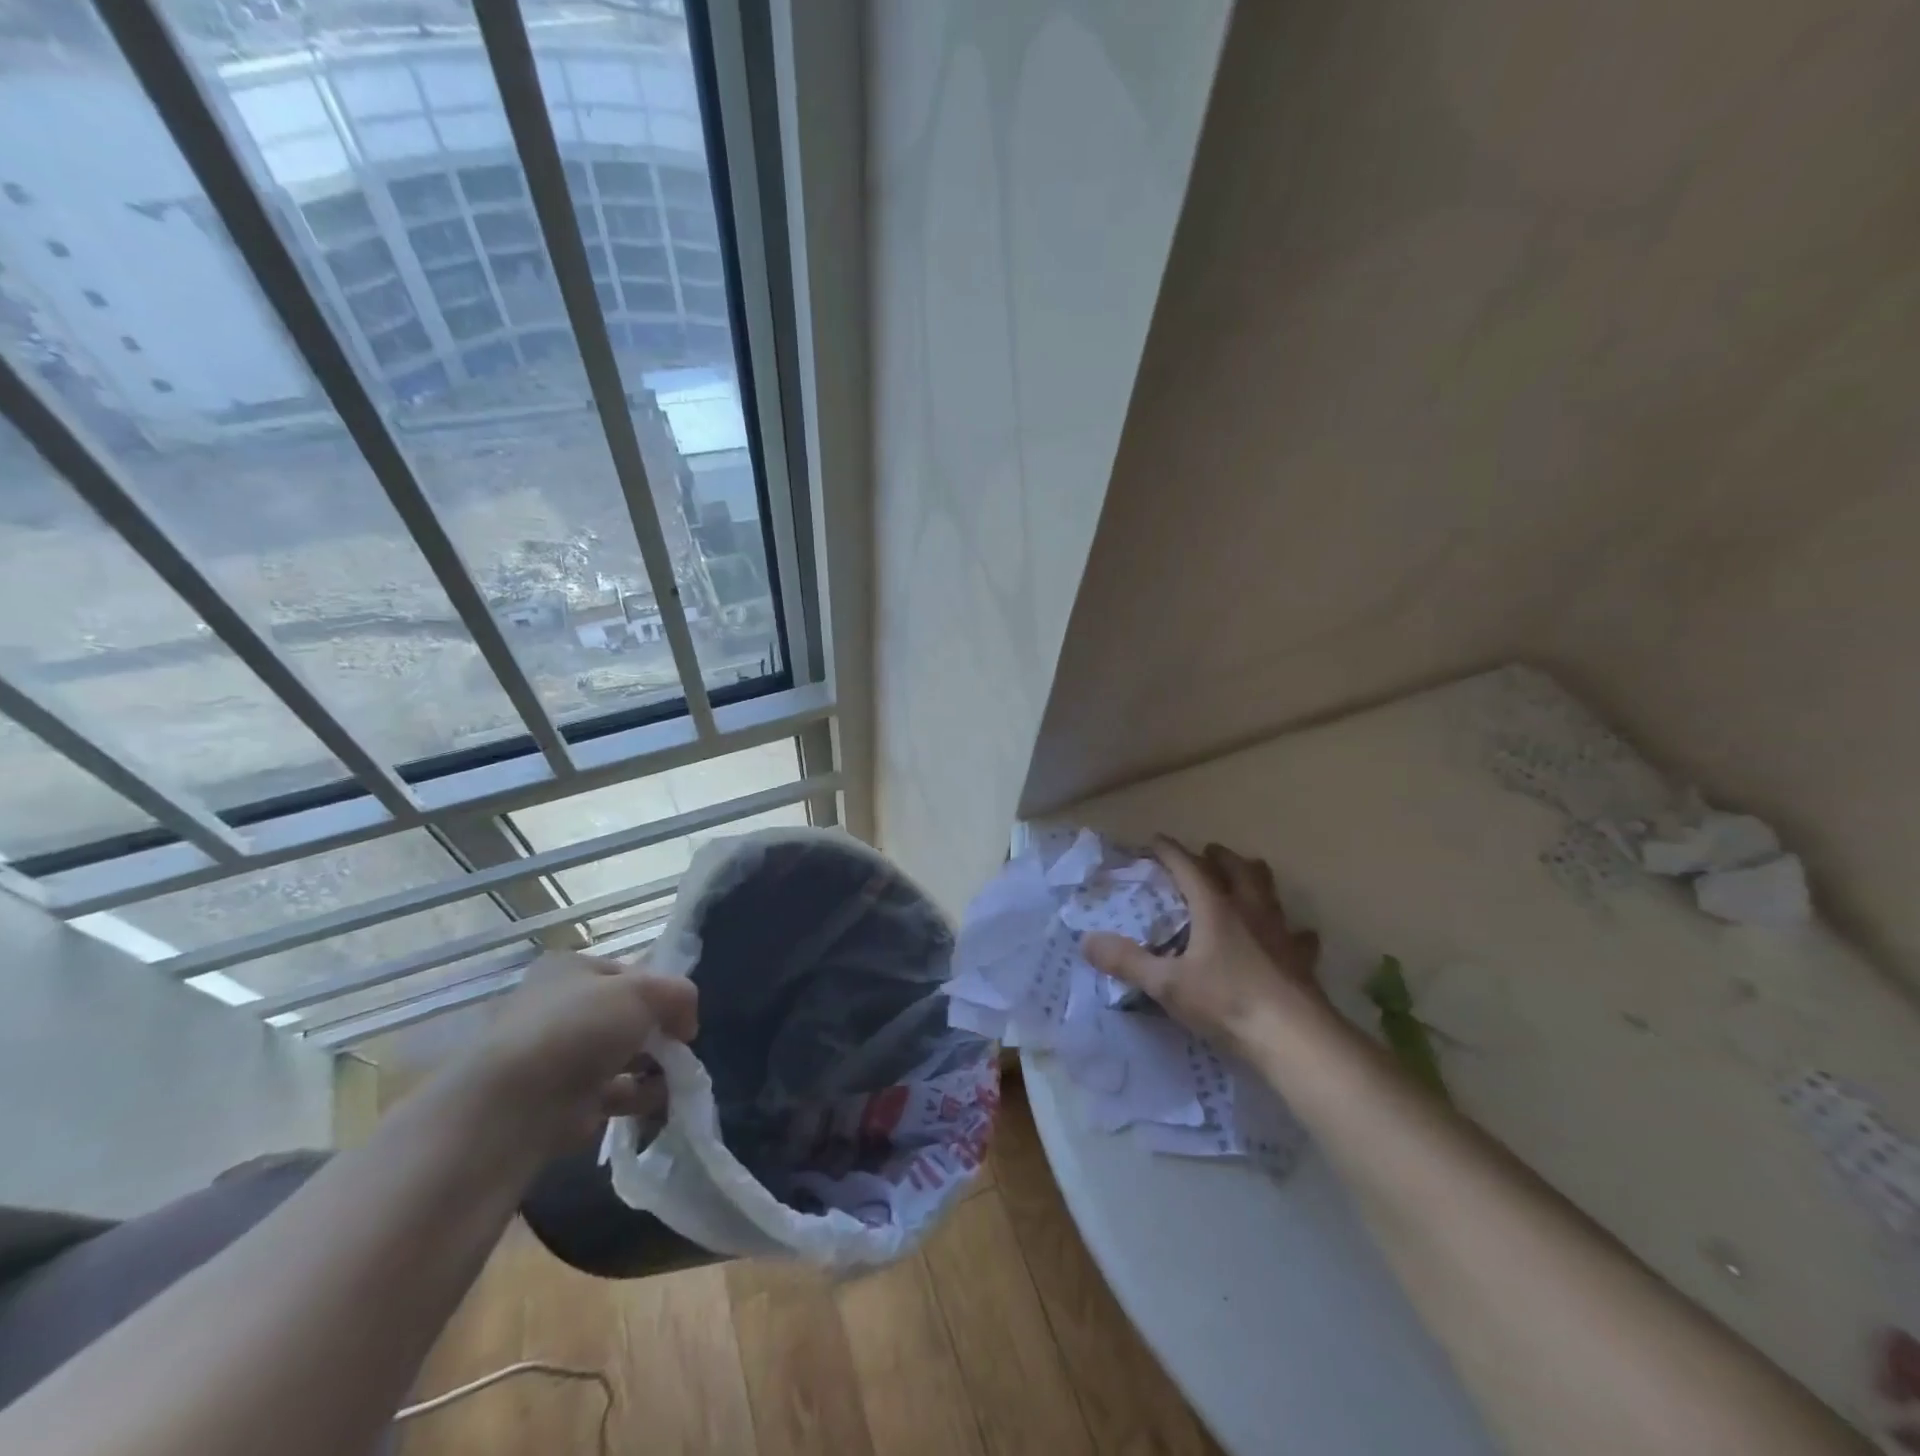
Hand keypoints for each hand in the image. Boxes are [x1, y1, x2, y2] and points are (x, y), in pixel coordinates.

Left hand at [465, 950, 699, 1152]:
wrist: (515, 1106)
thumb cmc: (579, 1028)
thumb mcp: (644, 991)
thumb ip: (678, 995)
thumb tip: (685, 1023)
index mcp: (568, 969)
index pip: (628, 974)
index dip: (660, 991)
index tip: (681, 1016)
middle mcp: (557, 1008)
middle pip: (625, 1016)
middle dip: (658, 1033)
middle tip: (680, 1049)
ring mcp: (555, 1058)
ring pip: (620, 1056)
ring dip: (653, 1067)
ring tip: (677, 1080)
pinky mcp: (558, 1102)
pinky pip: (611, 1094)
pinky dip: (638, 1097)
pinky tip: (659, 1103)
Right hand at [1084, 838, 1326, 1061]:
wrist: (1295, 1039)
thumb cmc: (1227, 1003)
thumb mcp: (1167, 985)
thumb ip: (1127, 961)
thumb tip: (1087, 941)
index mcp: (1215, 907)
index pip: (1188, 866)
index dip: (1170, 851)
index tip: (1155, 841)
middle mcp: (1250, 910)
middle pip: (1237, 868)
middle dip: (1218, 857)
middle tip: (1206, 854)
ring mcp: (1280, 933)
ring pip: (1269, 891)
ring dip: (1254, 879)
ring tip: (1245, 880)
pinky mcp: (1301, 960)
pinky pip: (1298, 935)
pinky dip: (1290, 930)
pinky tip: (1291, 936)